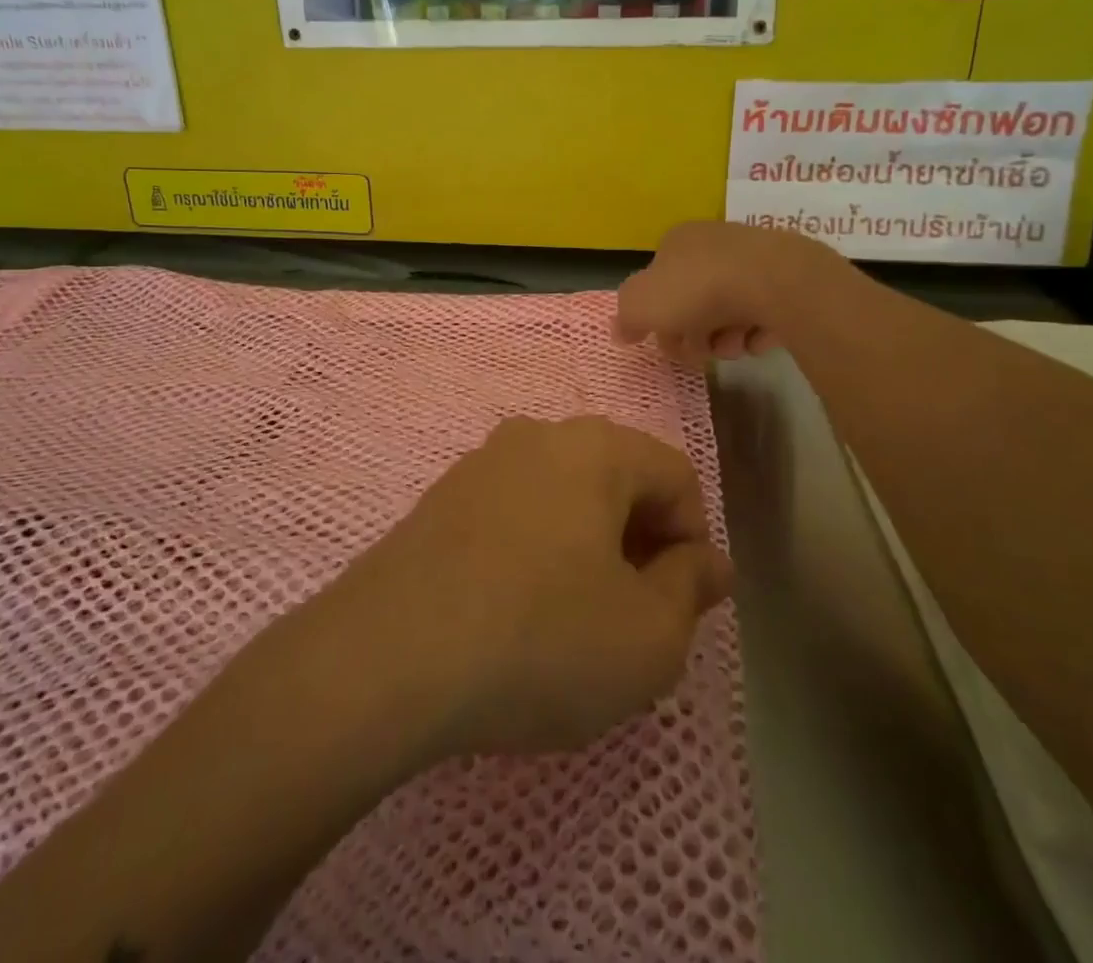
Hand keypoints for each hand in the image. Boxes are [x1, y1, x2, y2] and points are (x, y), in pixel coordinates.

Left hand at [350, 416, 731, 756]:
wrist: (385, 657)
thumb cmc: (540, 640)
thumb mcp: (647, 637)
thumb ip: (691, 589)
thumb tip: (706, 561)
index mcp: (596, 448)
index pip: (677, 476)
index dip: (693, 541)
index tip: (679, 605)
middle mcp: (537, 436)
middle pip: (617, 480)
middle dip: (639, 543)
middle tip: (631, 617)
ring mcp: (481, 463)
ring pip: (563, 498)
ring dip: (586, 549)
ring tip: (571, 621)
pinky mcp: (440, 499)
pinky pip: (513, 515)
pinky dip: (533, 552)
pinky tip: (515, 612)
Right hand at [615, 220, 854, 361]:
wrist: (773, 281)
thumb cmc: (697, 289)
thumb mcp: (641, 304)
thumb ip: (626, 318)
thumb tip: (621, 331)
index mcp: (677, 241)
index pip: (658, 282)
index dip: (657, 318)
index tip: (665, 341)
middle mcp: (714, 244)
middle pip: (693, 301)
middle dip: (692, 335)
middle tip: (698, 353)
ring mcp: (753, 260)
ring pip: (728, 312)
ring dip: (724, 339)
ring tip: (732, 347)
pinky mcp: (786, 280)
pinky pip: (763, 314)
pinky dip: (756, 332)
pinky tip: (756, 339)